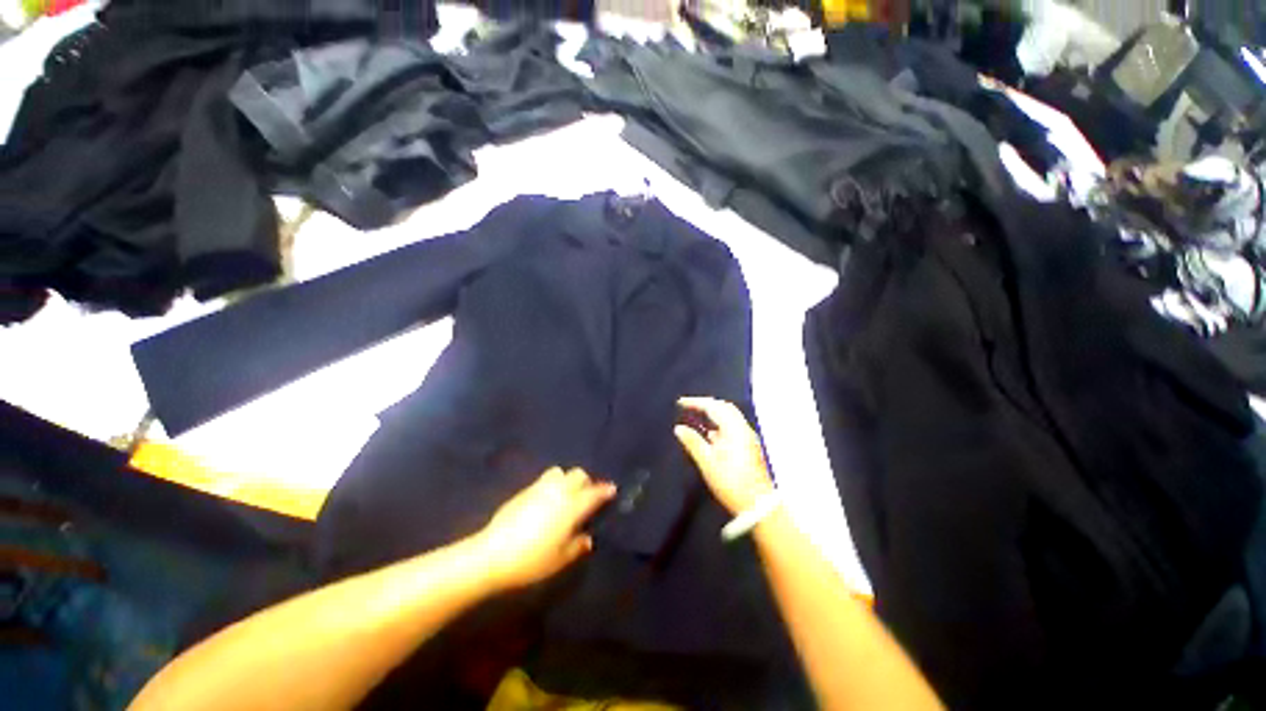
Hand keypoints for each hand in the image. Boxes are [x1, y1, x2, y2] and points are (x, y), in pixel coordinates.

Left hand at [477, 467, 616, 590]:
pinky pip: (544, 479)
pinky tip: (546, 500)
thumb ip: (577, 546)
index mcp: (572, 507)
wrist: (492, 554)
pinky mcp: (524, 490)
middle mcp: (558, 491)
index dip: (605, 490)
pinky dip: (551, 484)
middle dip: (586, 482)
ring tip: (565, 494)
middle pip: (578, 474)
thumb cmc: (531, 560)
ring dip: (567, 479)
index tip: (611, 489)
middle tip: (586, 496)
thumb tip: (587, 538)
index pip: (594, 493)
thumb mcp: (560, 560)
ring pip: (560, 472)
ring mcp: (540, 488)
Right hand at [674, 397, 774, 514]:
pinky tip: (709, 434)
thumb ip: (693, 442)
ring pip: (729, 416)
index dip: (695, 402)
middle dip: (706, 404)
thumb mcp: (707, 463)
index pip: (713, 406)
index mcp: (734, 429)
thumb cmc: (730, 483)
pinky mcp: (748, 446)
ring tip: (696, 417)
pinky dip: (719, 424)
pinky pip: (732, 426)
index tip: (679, 403)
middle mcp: (743, 429)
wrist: (757, 505)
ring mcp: (747, 437)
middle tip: (688, 407)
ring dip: (713, 413)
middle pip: (724, 407)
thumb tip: (679, 428)